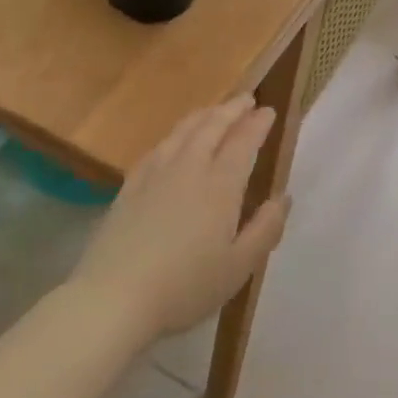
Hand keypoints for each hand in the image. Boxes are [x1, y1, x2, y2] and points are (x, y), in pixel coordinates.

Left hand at [72, 98, 290, 342]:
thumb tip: (283, 198)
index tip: (269, 111)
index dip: (257, 125)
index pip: (242, 143)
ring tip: (214, 110)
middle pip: (211, 127)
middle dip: (231, 110)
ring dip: (203, 115)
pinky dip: (173, 136)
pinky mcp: (129, 188)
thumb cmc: (185, 286)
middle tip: (246, 99)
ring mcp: (154, 176)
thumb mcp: (239, 266)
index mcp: (219, 187)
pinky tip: (173, 141)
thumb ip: (265, 229)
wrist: (114, 297)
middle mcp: (187, 170)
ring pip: (181, 132)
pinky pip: (156, 149)